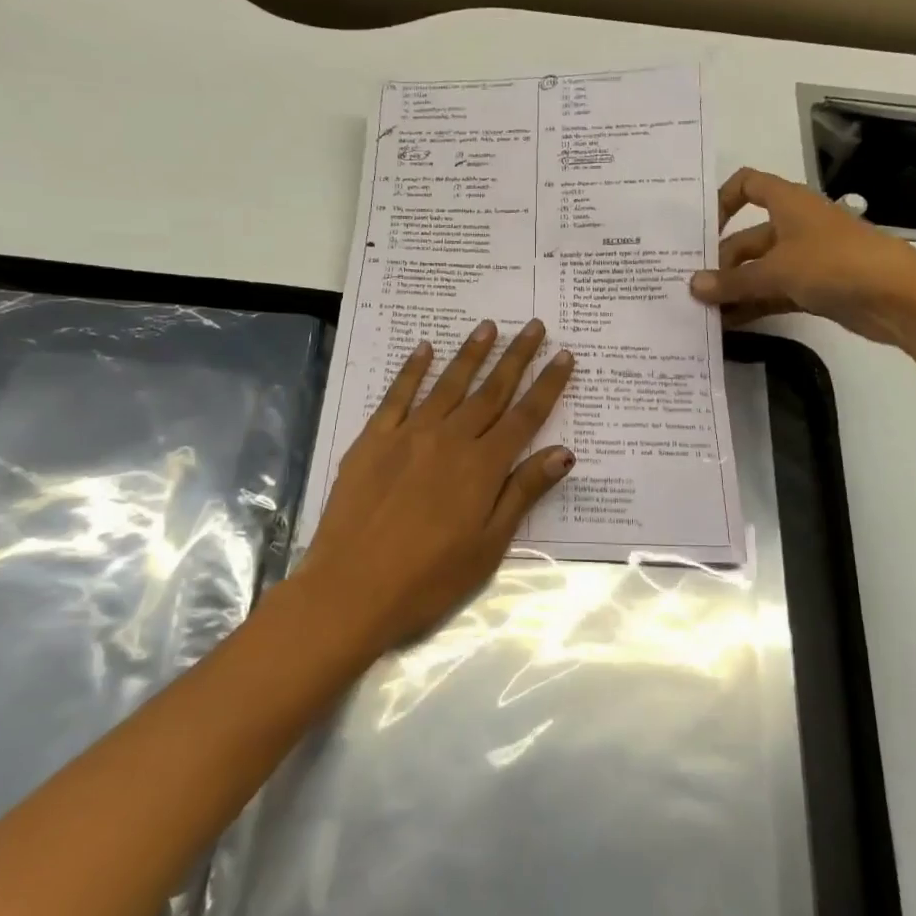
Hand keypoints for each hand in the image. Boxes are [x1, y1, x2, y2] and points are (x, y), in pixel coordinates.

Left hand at [299, 319, 575, 649]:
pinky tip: (424, 348)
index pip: (525, 416)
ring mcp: (409, 435)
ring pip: (448, 384)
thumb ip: (523, 492)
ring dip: (471, 353)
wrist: (350, 590)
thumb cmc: (428, 579)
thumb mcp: (489, 546)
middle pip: (491, 391)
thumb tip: (563, 452)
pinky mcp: (373, 440)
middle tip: (535, 326)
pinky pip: (397, 395)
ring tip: (489, 326)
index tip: (564, 356)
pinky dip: (412, 369)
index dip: (548, 385)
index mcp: (483, 467)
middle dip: (516, 357)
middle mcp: (450, 439)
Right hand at [688, 167, 915, 345]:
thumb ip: (732, 281)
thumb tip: (692, 286)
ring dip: (734, 288)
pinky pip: (774, 293)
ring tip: (702, 311)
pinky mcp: (816, 288)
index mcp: (788, 203)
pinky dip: (753, 305)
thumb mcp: (776, 271)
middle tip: (692, 288)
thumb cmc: (834, 264)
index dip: (722, 200)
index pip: (748, 185)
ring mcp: (807, 258)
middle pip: (747, 238)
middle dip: (720, 262)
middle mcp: (795, 225)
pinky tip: (728, 324)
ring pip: (760, 270)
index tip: (701, 231)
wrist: (899, 297)